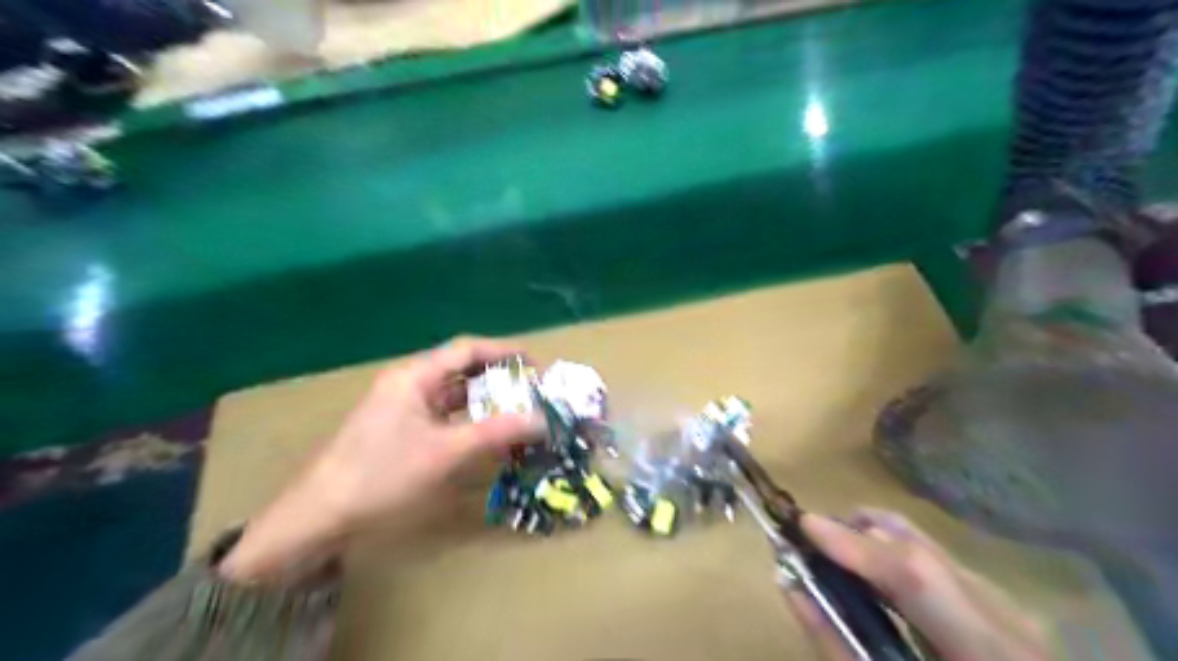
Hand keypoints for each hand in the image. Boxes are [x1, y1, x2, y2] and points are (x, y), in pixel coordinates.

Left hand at [219, 338, 541, 581]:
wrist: (319, 518)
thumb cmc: (381, 475)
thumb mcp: (444, 453)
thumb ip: (496, 433)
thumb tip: (543, 420)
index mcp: (413, 377)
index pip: (467, 349)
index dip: (504, 352)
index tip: (536, 364)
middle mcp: (408, 384)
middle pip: (461, 370)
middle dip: (499, 378)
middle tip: (533, 391)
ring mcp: (402, 409)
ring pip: (453, 396)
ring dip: (486, 402)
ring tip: (520, 412)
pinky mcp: (400, 432)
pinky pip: (444, 417)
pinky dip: (469, 422)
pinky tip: (490, 435)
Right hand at [784, 511, 1052, 660]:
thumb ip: (836, 645)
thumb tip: (791, 586)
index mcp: (985, 649)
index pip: (914, 575)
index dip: (854, 544)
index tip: (803, 524)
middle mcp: (1005, 617)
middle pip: (917, 550)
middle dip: (855, 536)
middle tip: (806, 542)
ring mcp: (1007, 608)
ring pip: (927, 546)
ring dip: (873, 541)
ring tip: (832, 553)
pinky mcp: (999, 606)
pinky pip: (935, 560)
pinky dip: (894, 556)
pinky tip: (869, 576)